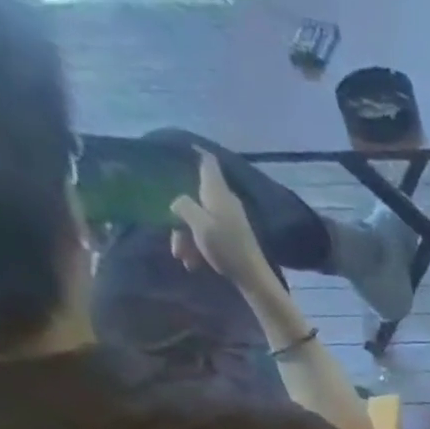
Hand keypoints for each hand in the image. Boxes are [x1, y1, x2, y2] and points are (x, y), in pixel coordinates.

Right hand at [170, 151, 276, 292]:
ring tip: (184, 258)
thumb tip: (179, 202)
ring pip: (200, 220)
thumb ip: (184, 205)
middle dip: (181, 217)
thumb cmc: (227, 249)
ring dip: (187, 238)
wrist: (255, 281)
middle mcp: (225, 203)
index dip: (196, 152)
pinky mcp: (233, 239)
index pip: (208, 162)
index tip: (183, 148)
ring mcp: (230, 222)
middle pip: (196, 198)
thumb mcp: (199, 224)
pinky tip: (193, 264)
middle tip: (175, 240)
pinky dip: (199, 247)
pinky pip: (209, 236)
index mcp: (218, 192)